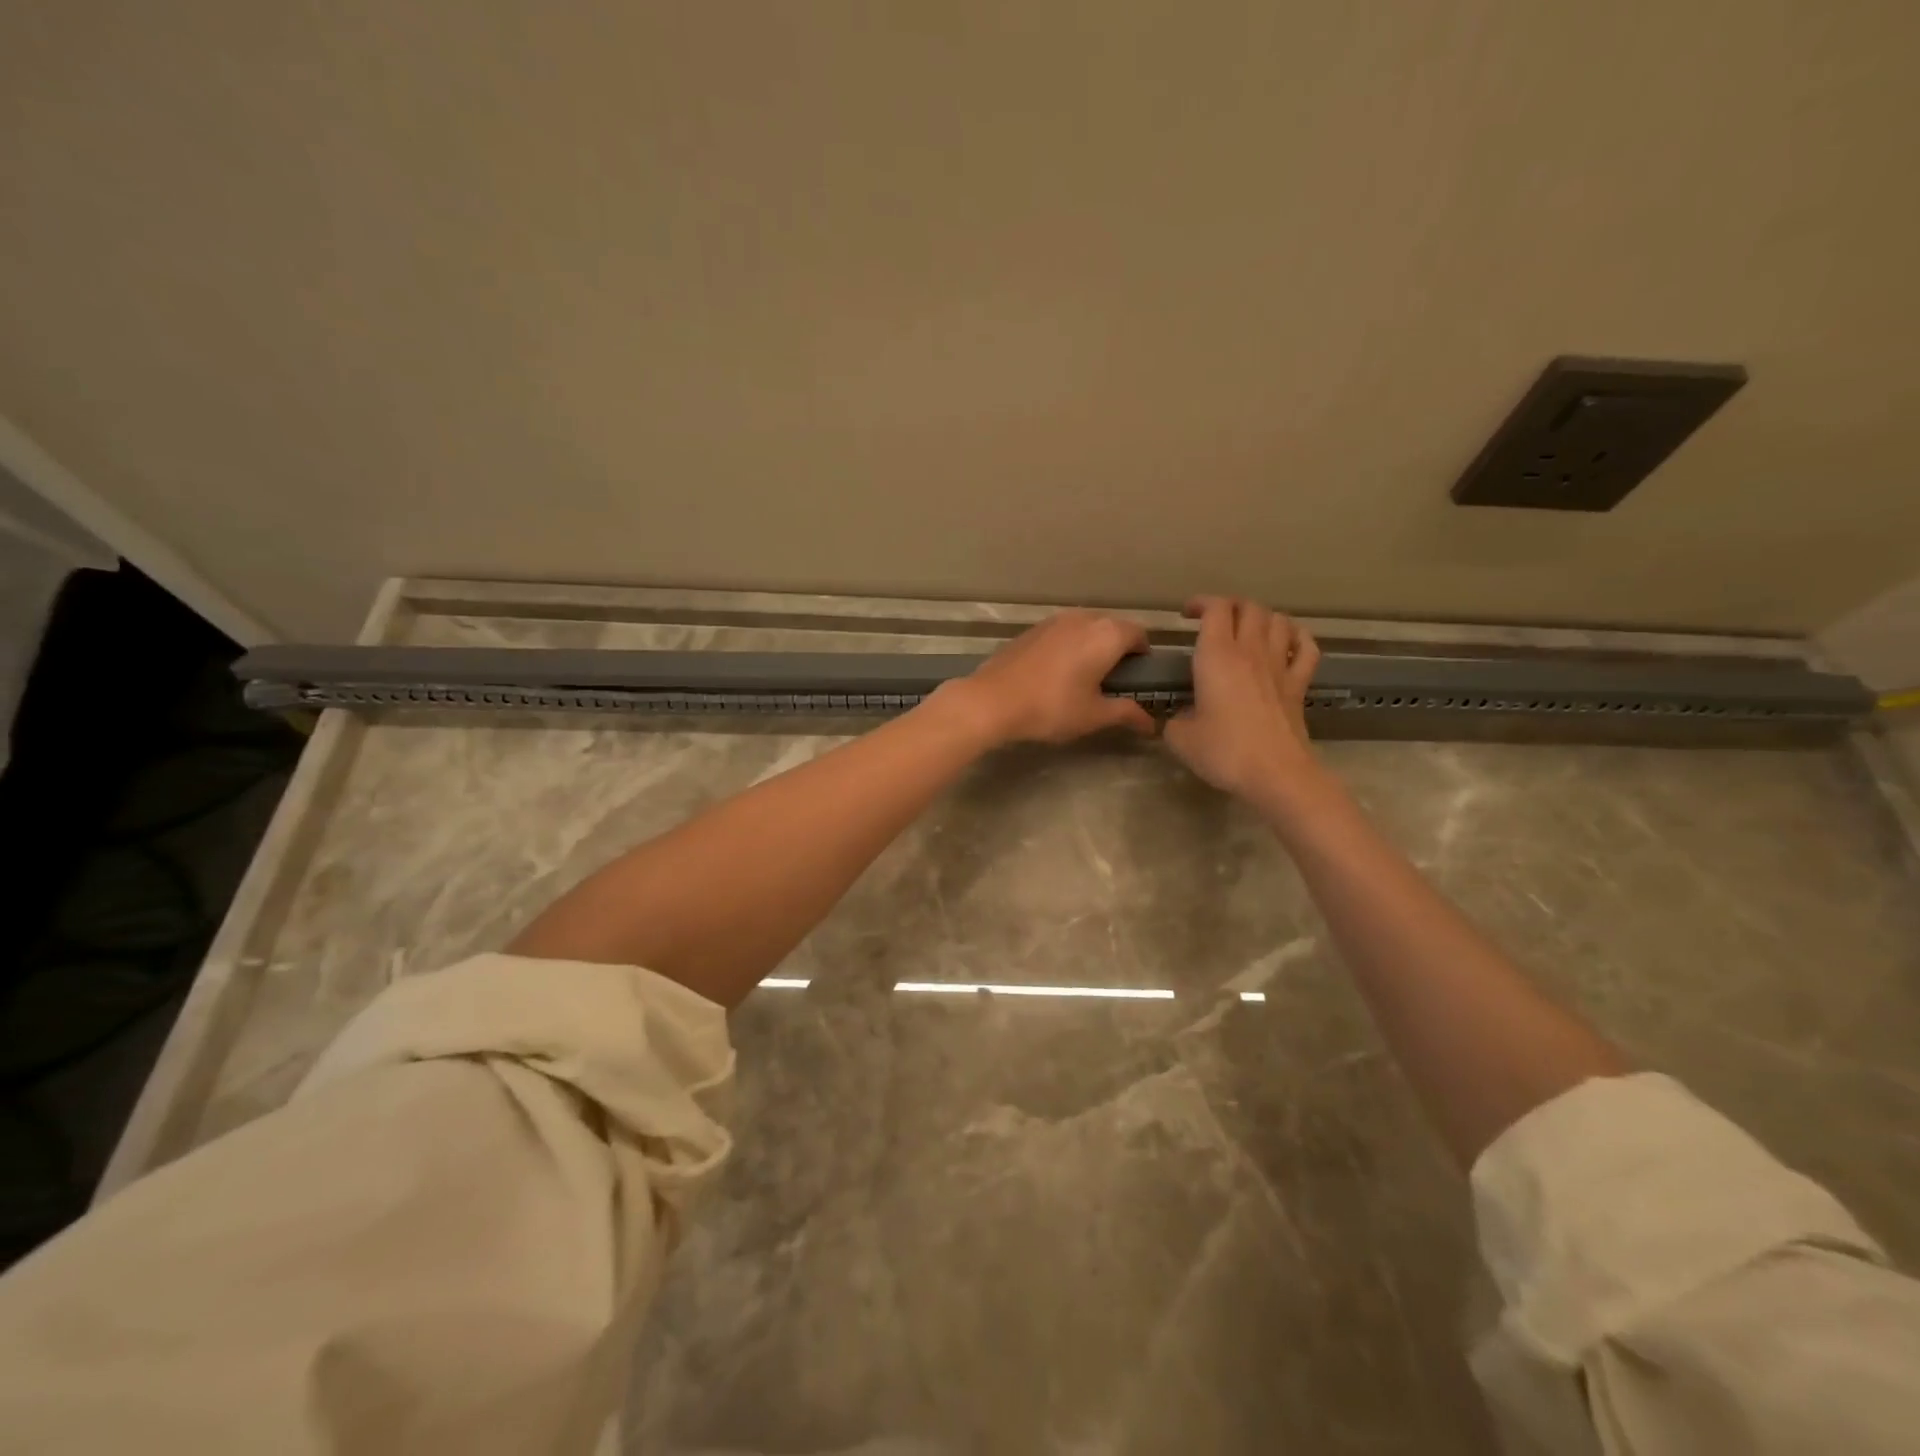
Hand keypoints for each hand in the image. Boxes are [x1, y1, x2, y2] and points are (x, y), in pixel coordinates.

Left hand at [938, 610, 1156, 745]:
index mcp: (1106, 634)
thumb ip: (1126, 713)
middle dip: (1118, 650)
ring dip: (1091, 647)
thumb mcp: (1094, 715)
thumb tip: (1151, 724)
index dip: (1143, 657)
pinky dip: (1068, 647)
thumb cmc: (1051, 707)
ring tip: (1084, 678)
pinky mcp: (1031, 629)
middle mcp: (1083, 618)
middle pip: (1112, 628)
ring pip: (1085, 628)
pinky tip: (1056, 673)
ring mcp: (1054, 620)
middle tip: (1112, 682)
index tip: (1137, 680)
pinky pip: (1062, 633)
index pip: (1139, 635)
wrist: (992, 700)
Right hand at [1163, 596, 1322, 806]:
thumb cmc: (1224, 751)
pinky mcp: (1299, 685)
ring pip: (1278, 620)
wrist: (1275, 773)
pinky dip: (1297, 638)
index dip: (1201, 603)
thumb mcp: (1180, 739)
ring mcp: (1280, 666)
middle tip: (1215, 620)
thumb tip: (1180, 717)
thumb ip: (1174, 720)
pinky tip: (1287, 643)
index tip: (1187, 615)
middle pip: (1248, 607)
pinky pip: (1306, 648)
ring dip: (1262, 617)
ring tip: (1248, 629)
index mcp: (1217, 656)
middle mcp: (1250, 651)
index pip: (1215, 609)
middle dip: (1230, 606)